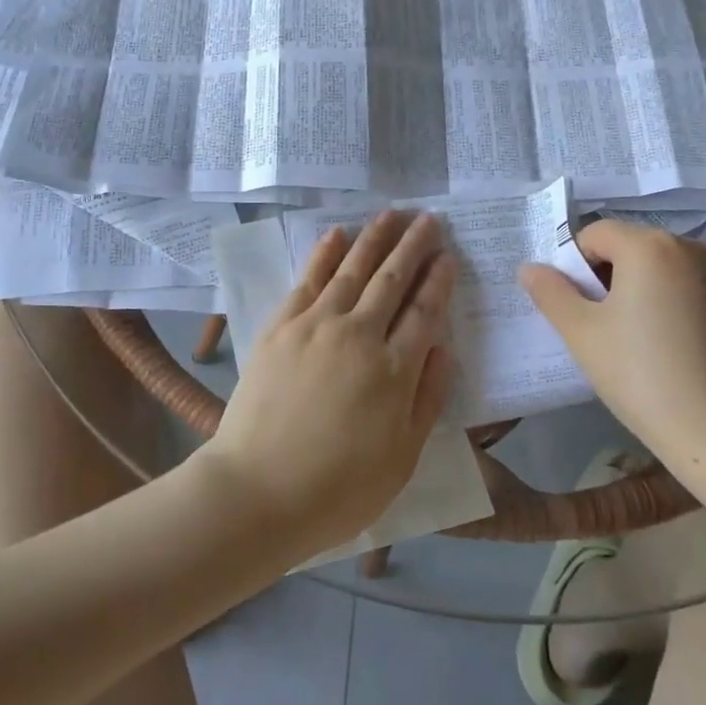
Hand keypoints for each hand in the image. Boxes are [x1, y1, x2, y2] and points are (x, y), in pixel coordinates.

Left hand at [204, 211, 456, 556]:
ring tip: (392, 213)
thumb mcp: (402, 458)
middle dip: (413, 246)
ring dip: (374, 238)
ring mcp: (315, 325)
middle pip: (392, 279)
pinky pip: (308, 279)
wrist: (257, 491)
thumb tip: (444, 348)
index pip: (424, 311)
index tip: (448, 255)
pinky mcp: (280, 326)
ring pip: (352, 269)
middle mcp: (357, 334)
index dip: (439, 280)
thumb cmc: (338, 488)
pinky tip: (337, 234)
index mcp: (393, 369)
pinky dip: (325, 253)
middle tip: (428, 218)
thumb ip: (427, 398)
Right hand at [518, 220, 705, 458]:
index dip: (575, 266)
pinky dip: (668, 299)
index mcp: (648, 245)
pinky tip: (666, 341)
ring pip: (658, 265)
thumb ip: (550, 292)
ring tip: (634, 335)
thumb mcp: (580, 331)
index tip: (577, 307)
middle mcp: (689, 247)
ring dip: (638, 286)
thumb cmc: (639, 373)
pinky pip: (686, 284)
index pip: (594, 235)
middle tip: (600, 324)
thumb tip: (530, 268)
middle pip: (629, 246)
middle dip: (607, 275)